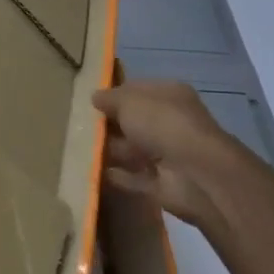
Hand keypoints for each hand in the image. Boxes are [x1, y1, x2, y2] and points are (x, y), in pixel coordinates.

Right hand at [92, 80, 266, 229]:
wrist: (196, 175)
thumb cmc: (163, 125)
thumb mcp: (129, 101)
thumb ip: (110, 98)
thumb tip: (95, 97)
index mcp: (169, 96)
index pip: (137, 90)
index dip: (114, 94)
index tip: (88, 101)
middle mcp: (171, 123)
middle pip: (134, 121)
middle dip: (109, 124)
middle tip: (77, 124)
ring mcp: (168, 155)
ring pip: (132, 149)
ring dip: (109, 149)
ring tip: (77, 147)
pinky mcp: (162, 183)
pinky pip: (133, 177)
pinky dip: (116, 175)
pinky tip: (91, 170)